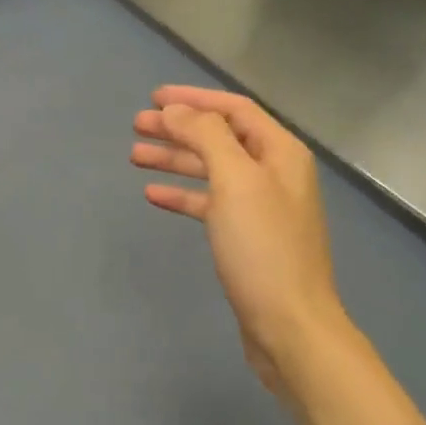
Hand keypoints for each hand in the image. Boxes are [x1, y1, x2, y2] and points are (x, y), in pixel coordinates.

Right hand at [132, 87, 347, 391]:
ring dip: (175, 160)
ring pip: (211, 170)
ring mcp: (261, 207)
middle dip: (178, 128)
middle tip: (136, 126)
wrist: (290, 326)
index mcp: (280, 152)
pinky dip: (183, 195)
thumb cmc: (263, 248)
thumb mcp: (235, 181)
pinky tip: (154, 195)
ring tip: (135, 156)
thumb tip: (178, 110)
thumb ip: (206, 136)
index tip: (154, 98)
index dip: (194, 99)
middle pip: (220, 138)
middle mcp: (273, 173)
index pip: (233, 109)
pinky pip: (210, 204)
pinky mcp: (247, 238)